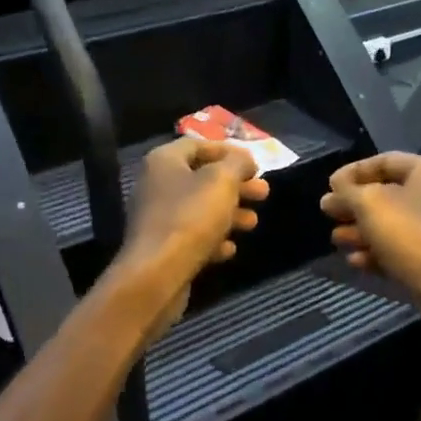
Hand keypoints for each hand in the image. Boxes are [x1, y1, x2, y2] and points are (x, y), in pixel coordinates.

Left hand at [113, 139, 268, 339]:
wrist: (156, 275)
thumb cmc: (190, 217)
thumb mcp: (222, 181)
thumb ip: (238, 163)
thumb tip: (245, 159)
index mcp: (164, 161)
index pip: (198, 145)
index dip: (228, 151)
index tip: (254, 164)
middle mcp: (156, 185)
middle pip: (202, 178)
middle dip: (236, 186)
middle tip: (263, 193)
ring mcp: (157, 219)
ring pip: (200, 209)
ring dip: (230, 214)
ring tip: (253, 223)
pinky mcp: (161, 248)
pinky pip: (192, 237)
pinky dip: (213, 239)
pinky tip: (229, 249)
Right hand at [319, 153, 420, 351]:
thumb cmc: (409, 233)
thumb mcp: (369, 203)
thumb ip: (348, 190)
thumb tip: (336, 185)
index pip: (384, 161)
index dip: (353, 171)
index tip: (329, 185)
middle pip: (387, 194)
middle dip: (354, 204)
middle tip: (327, 212)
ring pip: (391, 224)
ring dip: (361, 230)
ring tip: (336, 239)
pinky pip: (400, 250)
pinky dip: (377, 252)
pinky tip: (355, 261)